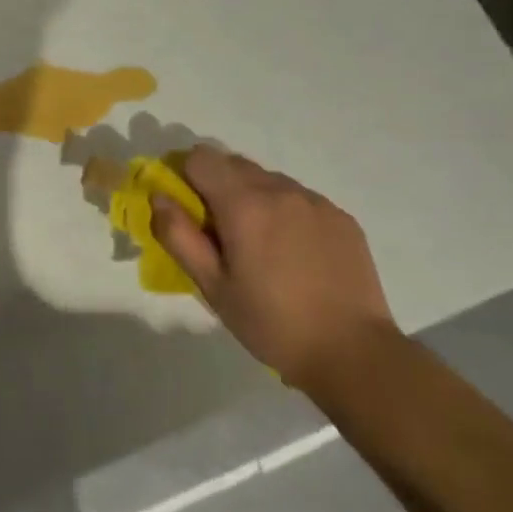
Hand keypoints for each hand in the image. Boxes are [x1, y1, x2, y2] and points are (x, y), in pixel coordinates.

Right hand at [151, 145, 398, 389]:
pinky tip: (295, 254)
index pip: (200, 157)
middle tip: (222, 233)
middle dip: (217, 187)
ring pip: (268, 180)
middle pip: (233, 164)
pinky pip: (299, 198)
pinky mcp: (341, 217)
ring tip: (262, 246)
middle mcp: (280, 189)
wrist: (353, 354)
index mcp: (243, 204)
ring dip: (253, 198)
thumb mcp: (212, 286)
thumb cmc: (271, 323)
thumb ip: (178, 235)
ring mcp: (315, 201)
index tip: (189, 210)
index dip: (186, 177)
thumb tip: (159, 196)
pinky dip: (286, 212)